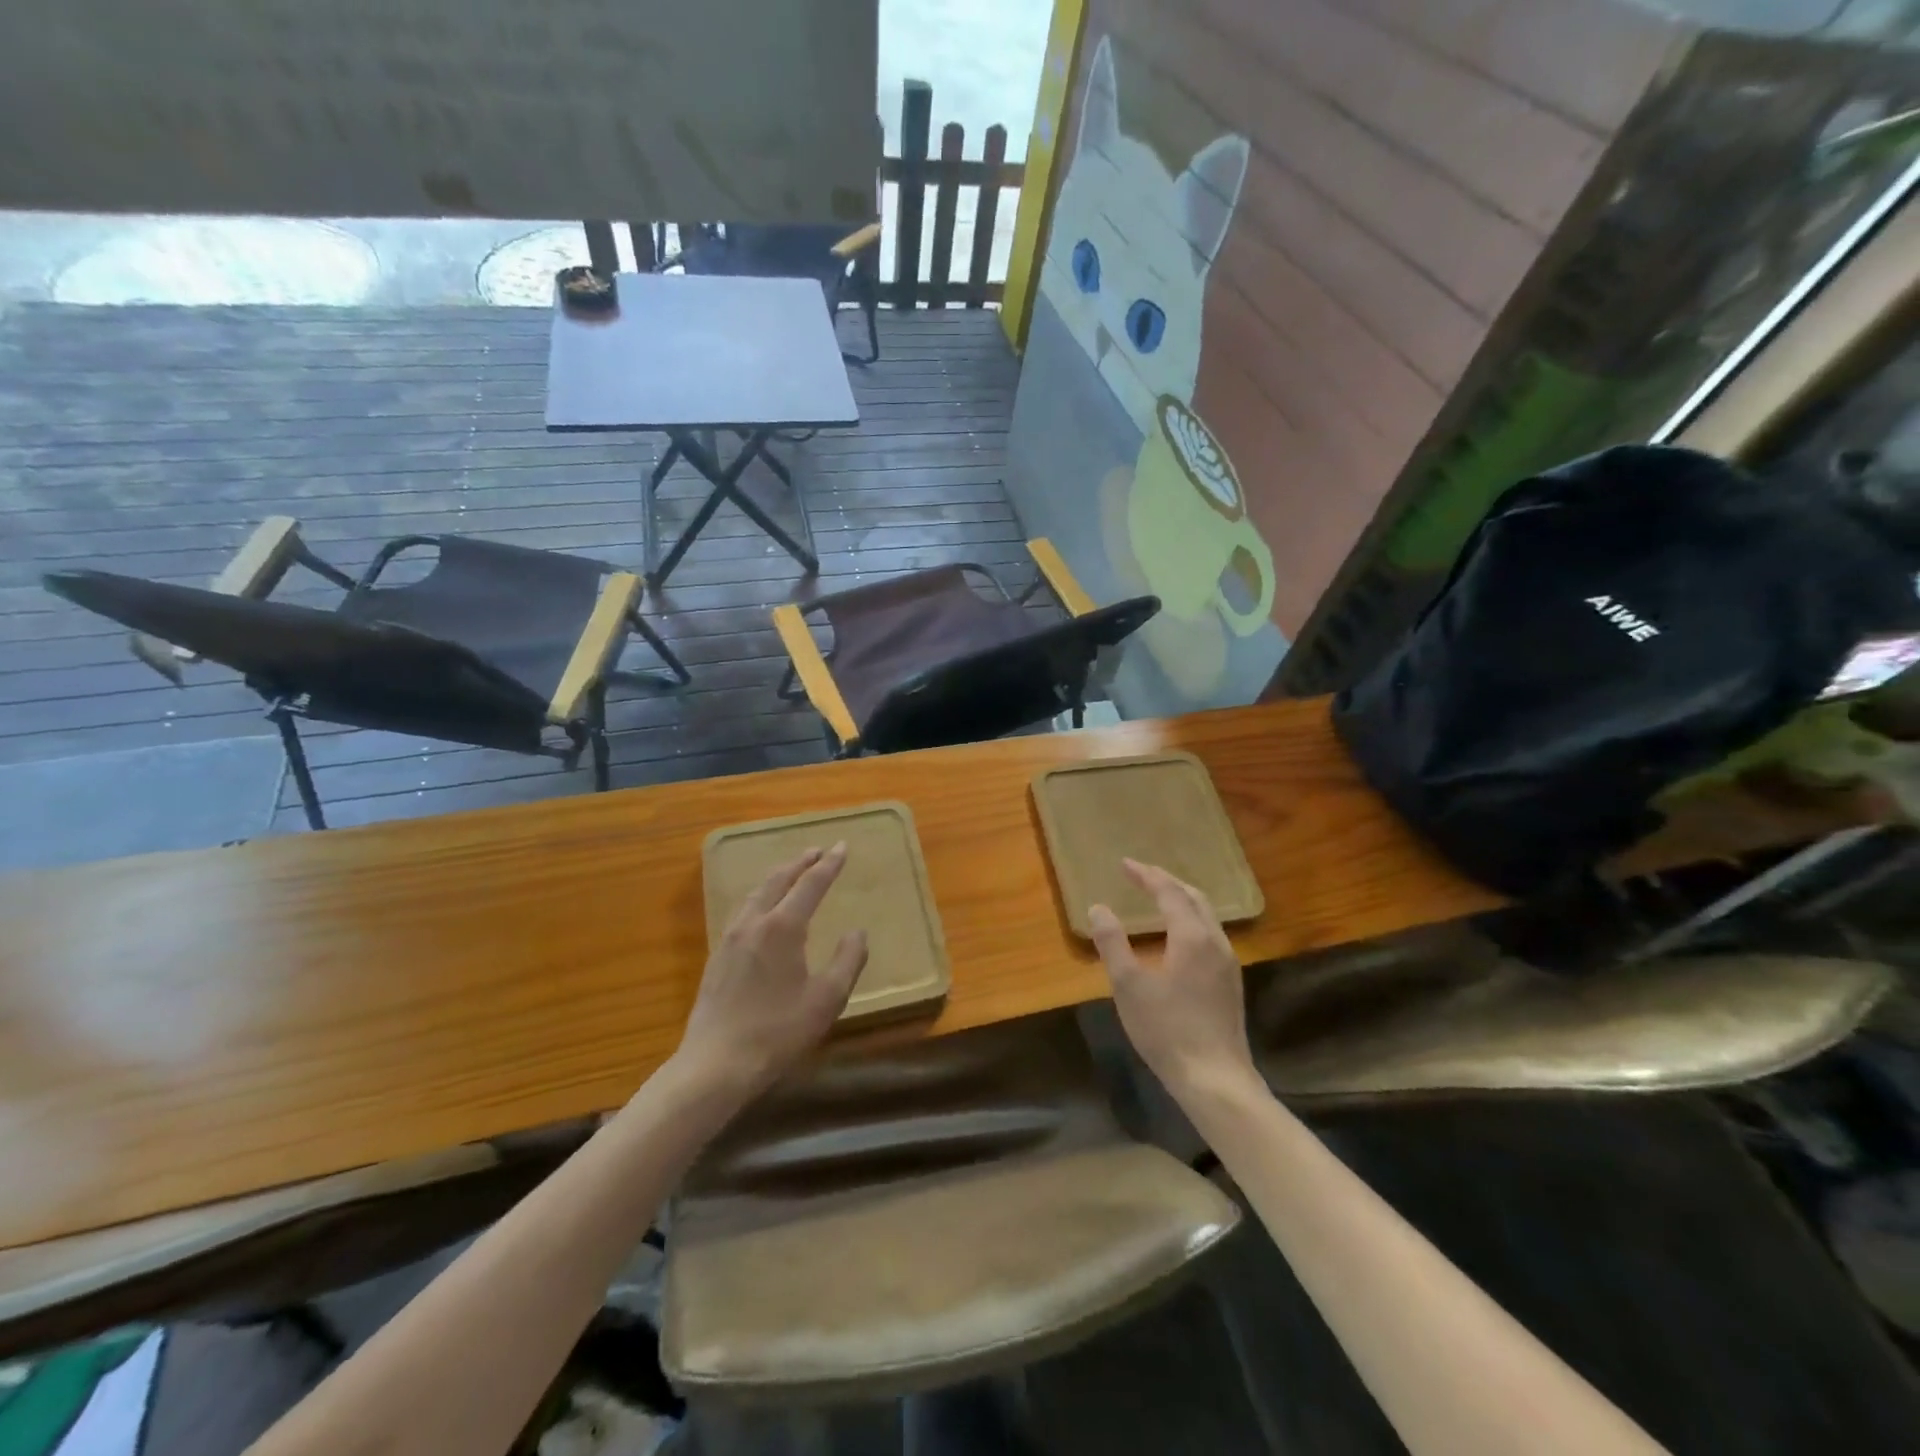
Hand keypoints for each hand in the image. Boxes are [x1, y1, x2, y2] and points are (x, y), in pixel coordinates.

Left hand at [673, 843, 867, 1103]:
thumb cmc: (778, 1032)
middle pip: (778, 881)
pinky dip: (760, 897)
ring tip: (790, 873)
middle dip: (800, 863)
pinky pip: (742, 911)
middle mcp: (754, 923)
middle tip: (816, 851)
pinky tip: (761, 911)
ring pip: (756, 894)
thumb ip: (848, 960)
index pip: (810, 885)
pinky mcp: (717, 957)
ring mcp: (730, 938)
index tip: (842, 847)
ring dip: (777, 877)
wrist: (715, 1064)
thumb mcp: (827, 999)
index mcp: (782, 927)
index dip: (829, 865)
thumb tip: (857, 932)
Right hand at [1088, 859, 1256, 1105]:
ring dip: (1181, 900)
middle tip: (1141, 876)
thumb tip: (1098, 907)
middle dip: (1167, 882)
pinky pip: (1210, 934)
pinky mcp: (1230, 983)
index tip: (1124, 864)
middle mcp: (1215, 941)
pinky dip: (1190, 920)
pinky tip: (1177, 938)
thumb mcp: (1129, 985)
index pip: (1169, 892)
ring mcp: (1227, 963)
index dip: (1146, 875)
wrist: (1215, 1079)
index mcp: (1191, 936)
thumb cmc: (1167, 1030)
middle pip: (1194, 897)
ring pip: (1206, 916)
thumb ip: (1113, 943)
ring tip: (1158, 899)